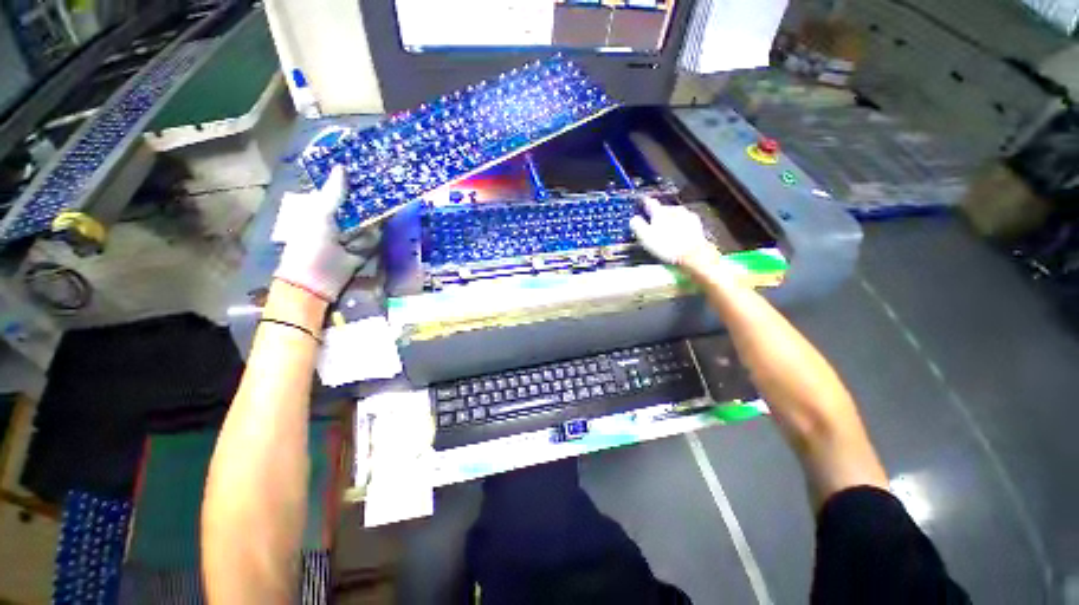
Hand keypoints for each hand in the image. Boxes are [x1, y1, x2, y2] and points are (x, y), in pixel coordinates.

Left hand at [274, 167, 377, 301]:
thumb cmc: (311, 243)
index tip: (371, 170)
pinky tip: (366, 241)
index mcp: (324, 207)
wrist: (318, 279)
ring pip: (371, 222)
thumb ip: (334, 193)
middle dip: (370, 200)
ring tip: (370, 222)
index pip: (343, 190)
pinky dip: (373, 239)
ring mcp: (354, 235)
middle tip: (387, 188)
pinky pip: (375, 239)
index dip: (355, 182)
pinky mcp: (365, 248)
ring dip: (371, 223)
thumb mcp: (320, 214)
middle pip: (360, 206)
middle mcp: (340, 219)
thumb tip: (342, 167)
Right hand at [629, 197, 713, 266]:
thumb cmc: (666, 245)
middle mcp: (674, 210)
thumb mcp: (645, 236)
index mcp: (660, 212)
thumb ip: (638, 225)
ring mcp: (687, 216)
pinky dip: (680, 225)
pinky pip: (685, 221)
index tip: (643, 203)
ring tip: (666, 228)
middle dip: (659, 214)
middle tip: (654, 221)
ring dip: (670, 219)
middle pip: (664, 208)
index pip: (650, 203)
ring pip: (675, 214)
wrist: (692, 253)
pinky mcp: (696, 225)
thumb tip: (633, 219)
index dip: (645, 203)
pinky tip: (678, 232)